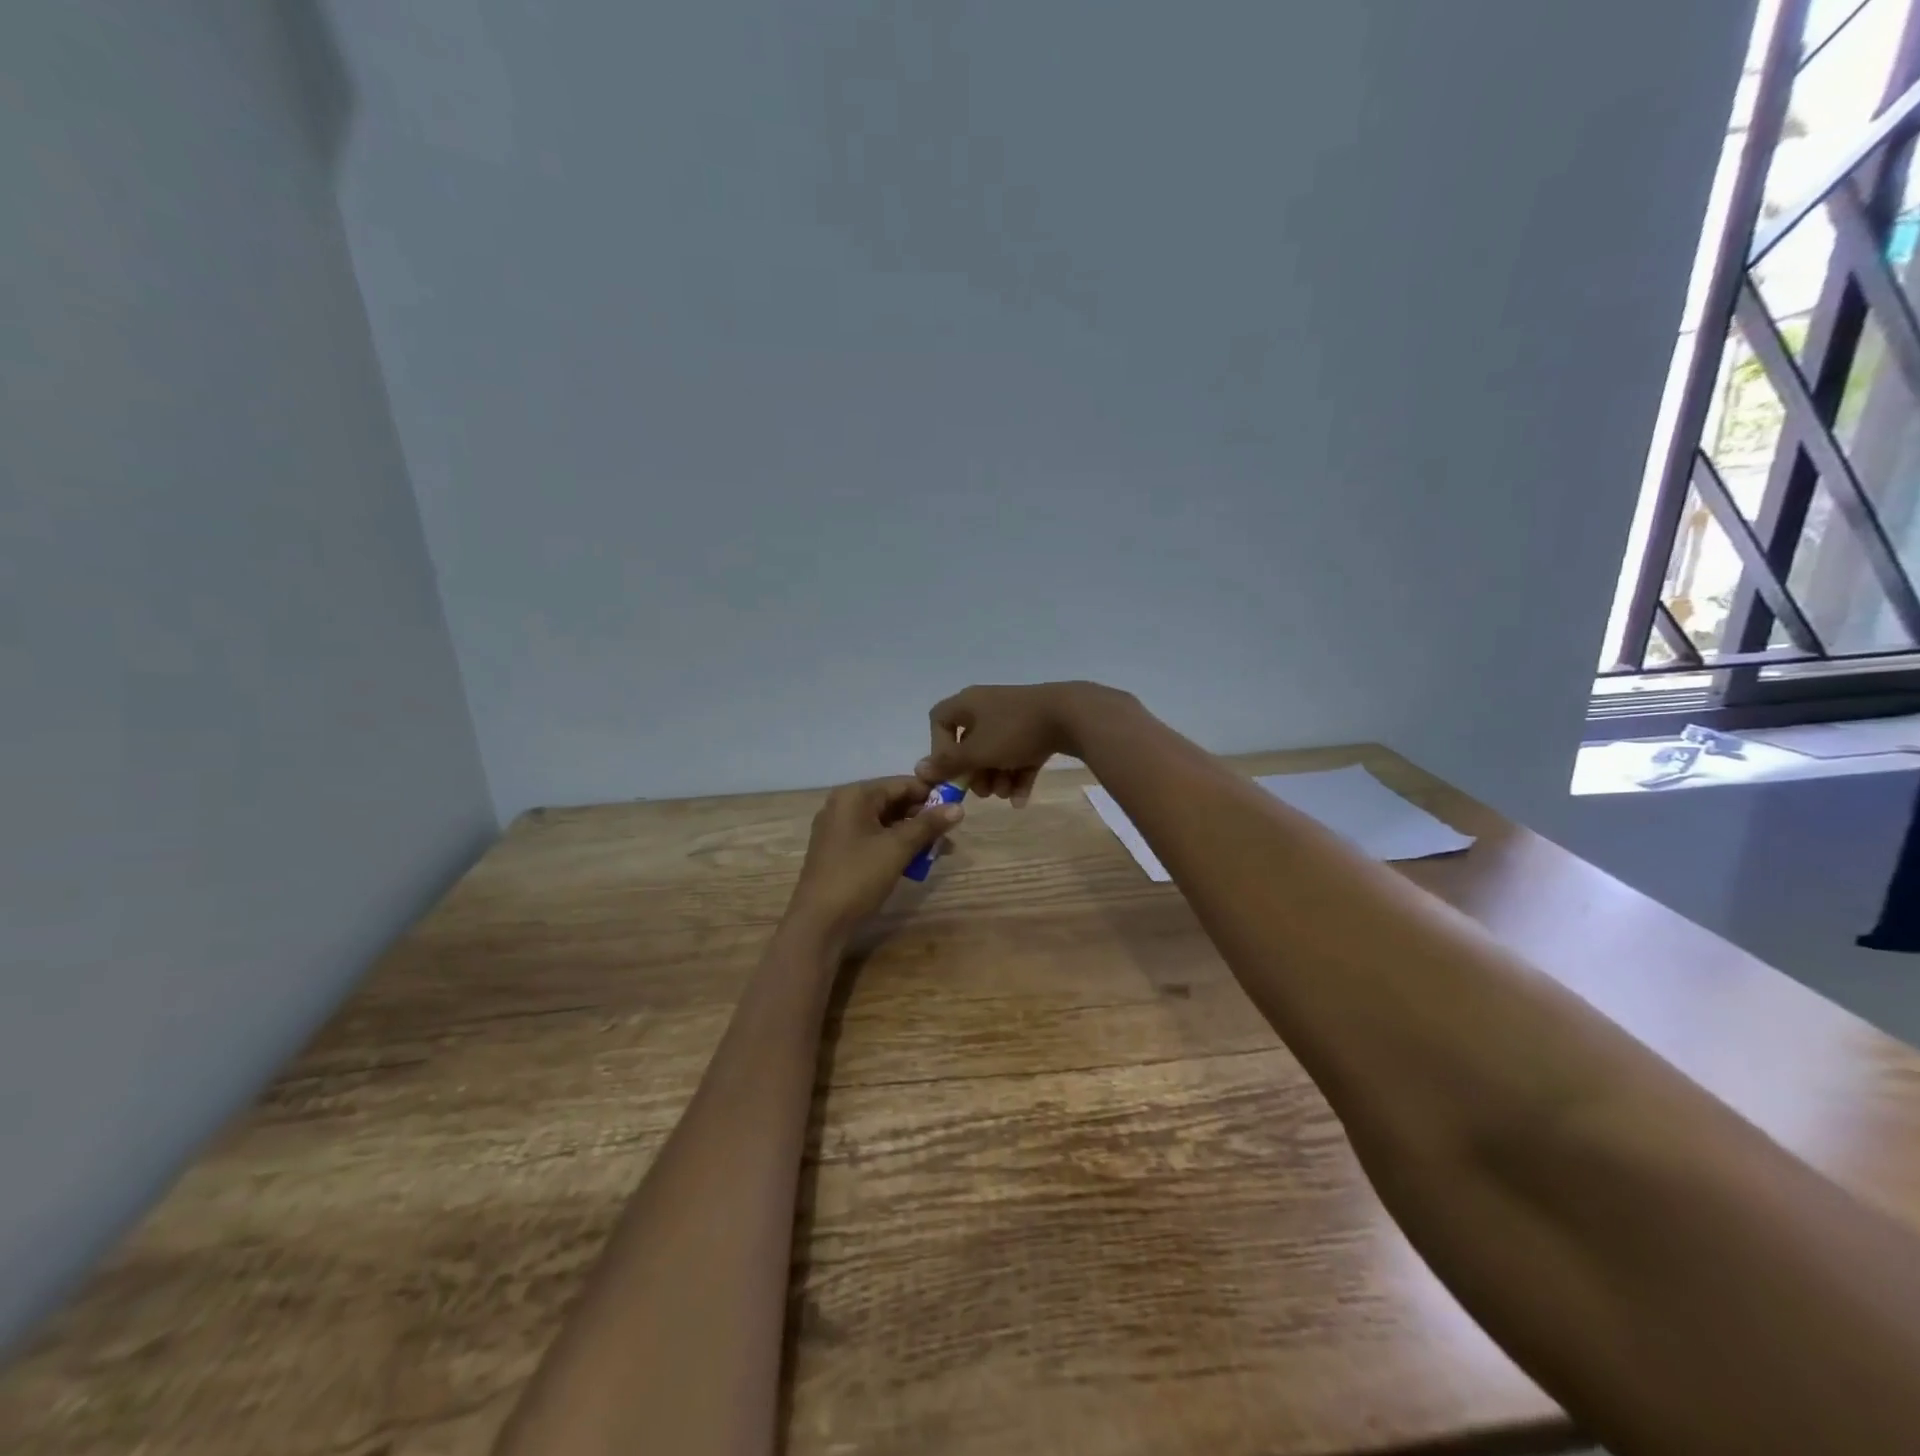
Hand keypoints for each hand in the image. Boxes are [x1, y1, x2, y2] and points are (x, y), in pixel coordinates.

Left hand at [785, 777, 963, 940]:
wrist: (819, 923)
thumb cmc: (858, 876)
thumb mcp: (898, 848)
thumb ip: (928, 824)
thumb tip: (959, 807)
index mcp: (854, 796)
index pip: (901, 784)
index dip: (931, 793)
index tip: (958, 805)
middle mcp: (844, 806)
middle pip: (893, 802)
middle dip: (924, 818)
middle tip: (952, 833)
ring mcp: (840, 830)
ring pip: (886, 823)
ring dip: (914, 835)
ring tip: (943, 850)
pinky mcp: (841, 852)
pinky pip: (875, 839)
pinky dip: (897, 847)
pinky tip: (919, 862)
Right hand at [918, 681, 1133, 804]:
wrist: (1071, 715)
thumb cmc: (1014, 731)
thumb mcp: (977, 751)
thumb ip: (948, 763)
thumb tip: (919, 769)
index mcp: (968, 704)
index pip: (940, 721)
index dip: (939, 748)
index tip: (951, 769)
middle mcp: (988, 707)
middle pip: (970, 743)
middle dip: (975, 773)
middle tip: (983, 792)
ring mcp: (1015, 718)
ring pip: (996, 753)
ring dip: (997, 778)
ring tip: (1006, 795)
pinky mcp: (1038, 729)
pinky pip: (1020, 755)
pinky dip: (1018, 776)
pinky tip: (1022, 800)